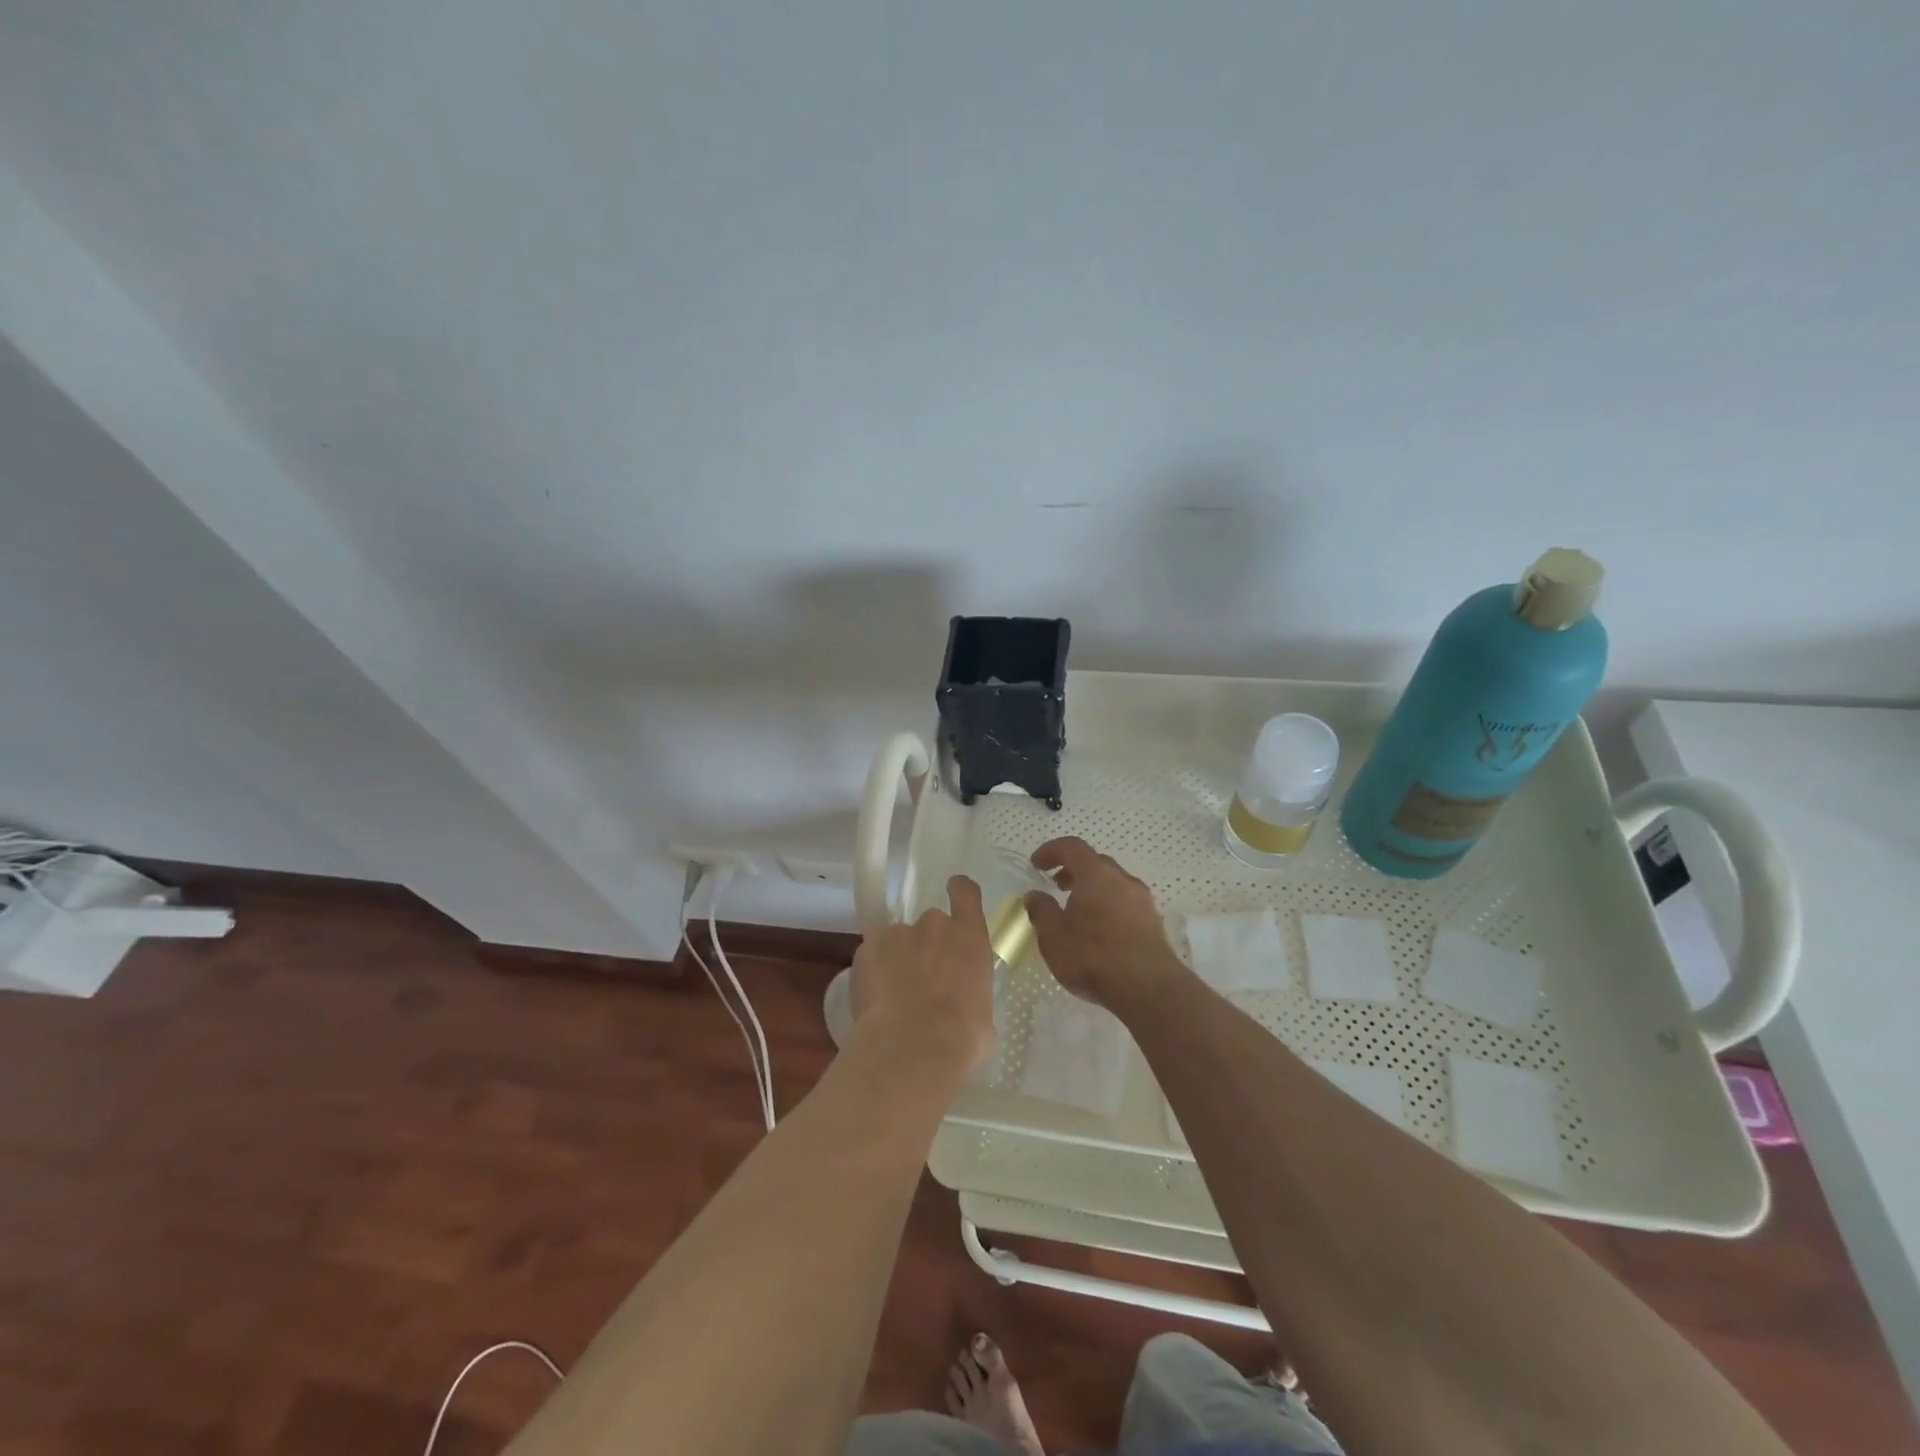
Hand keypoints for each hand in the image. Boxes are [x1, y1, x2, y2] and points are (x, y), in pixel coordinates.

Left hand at [849, 875, 995, 1077]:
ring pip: (897, 941)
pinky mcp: (865, 949)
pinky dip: (873, 972)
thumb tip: (964, 1004)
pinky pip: (872, 956)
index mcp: (969, 937)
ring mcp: (897, 933)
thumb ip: (971, 993)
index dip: (959, 891)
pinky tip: (875, 1002)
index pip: (965, 892)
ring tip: (894, 997)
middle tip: (922, 980)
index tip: (954, 893)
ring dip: (897, 960)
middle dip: (925, 946)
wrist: (913, 1048)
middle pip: (930, 924)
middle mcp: (934, 924)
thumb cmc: (962, 1038)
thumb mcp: (984, 1015)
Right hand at [1024, 837, 1183, 1009]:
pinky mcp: (1154, 924)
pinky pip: (1126, 904)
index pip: (1072, 847)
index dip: (1051, 851)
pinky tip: (1100, 932)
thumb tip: (1034, 895)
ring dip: (1093, 890)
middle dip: (1073, 870)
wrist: (1149, 989)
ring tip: (1077, 912)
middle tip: (1057, 886)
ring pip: (1114, 884)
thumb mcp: (1053, 935)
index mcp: (1096, 874)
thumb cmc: (1093, 956)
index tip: (1036, 864)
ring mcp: (1143, 901)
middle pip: (1096, 863)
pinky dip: (1109, 907)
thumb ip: (1041, 910)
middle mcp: (1123, 879)